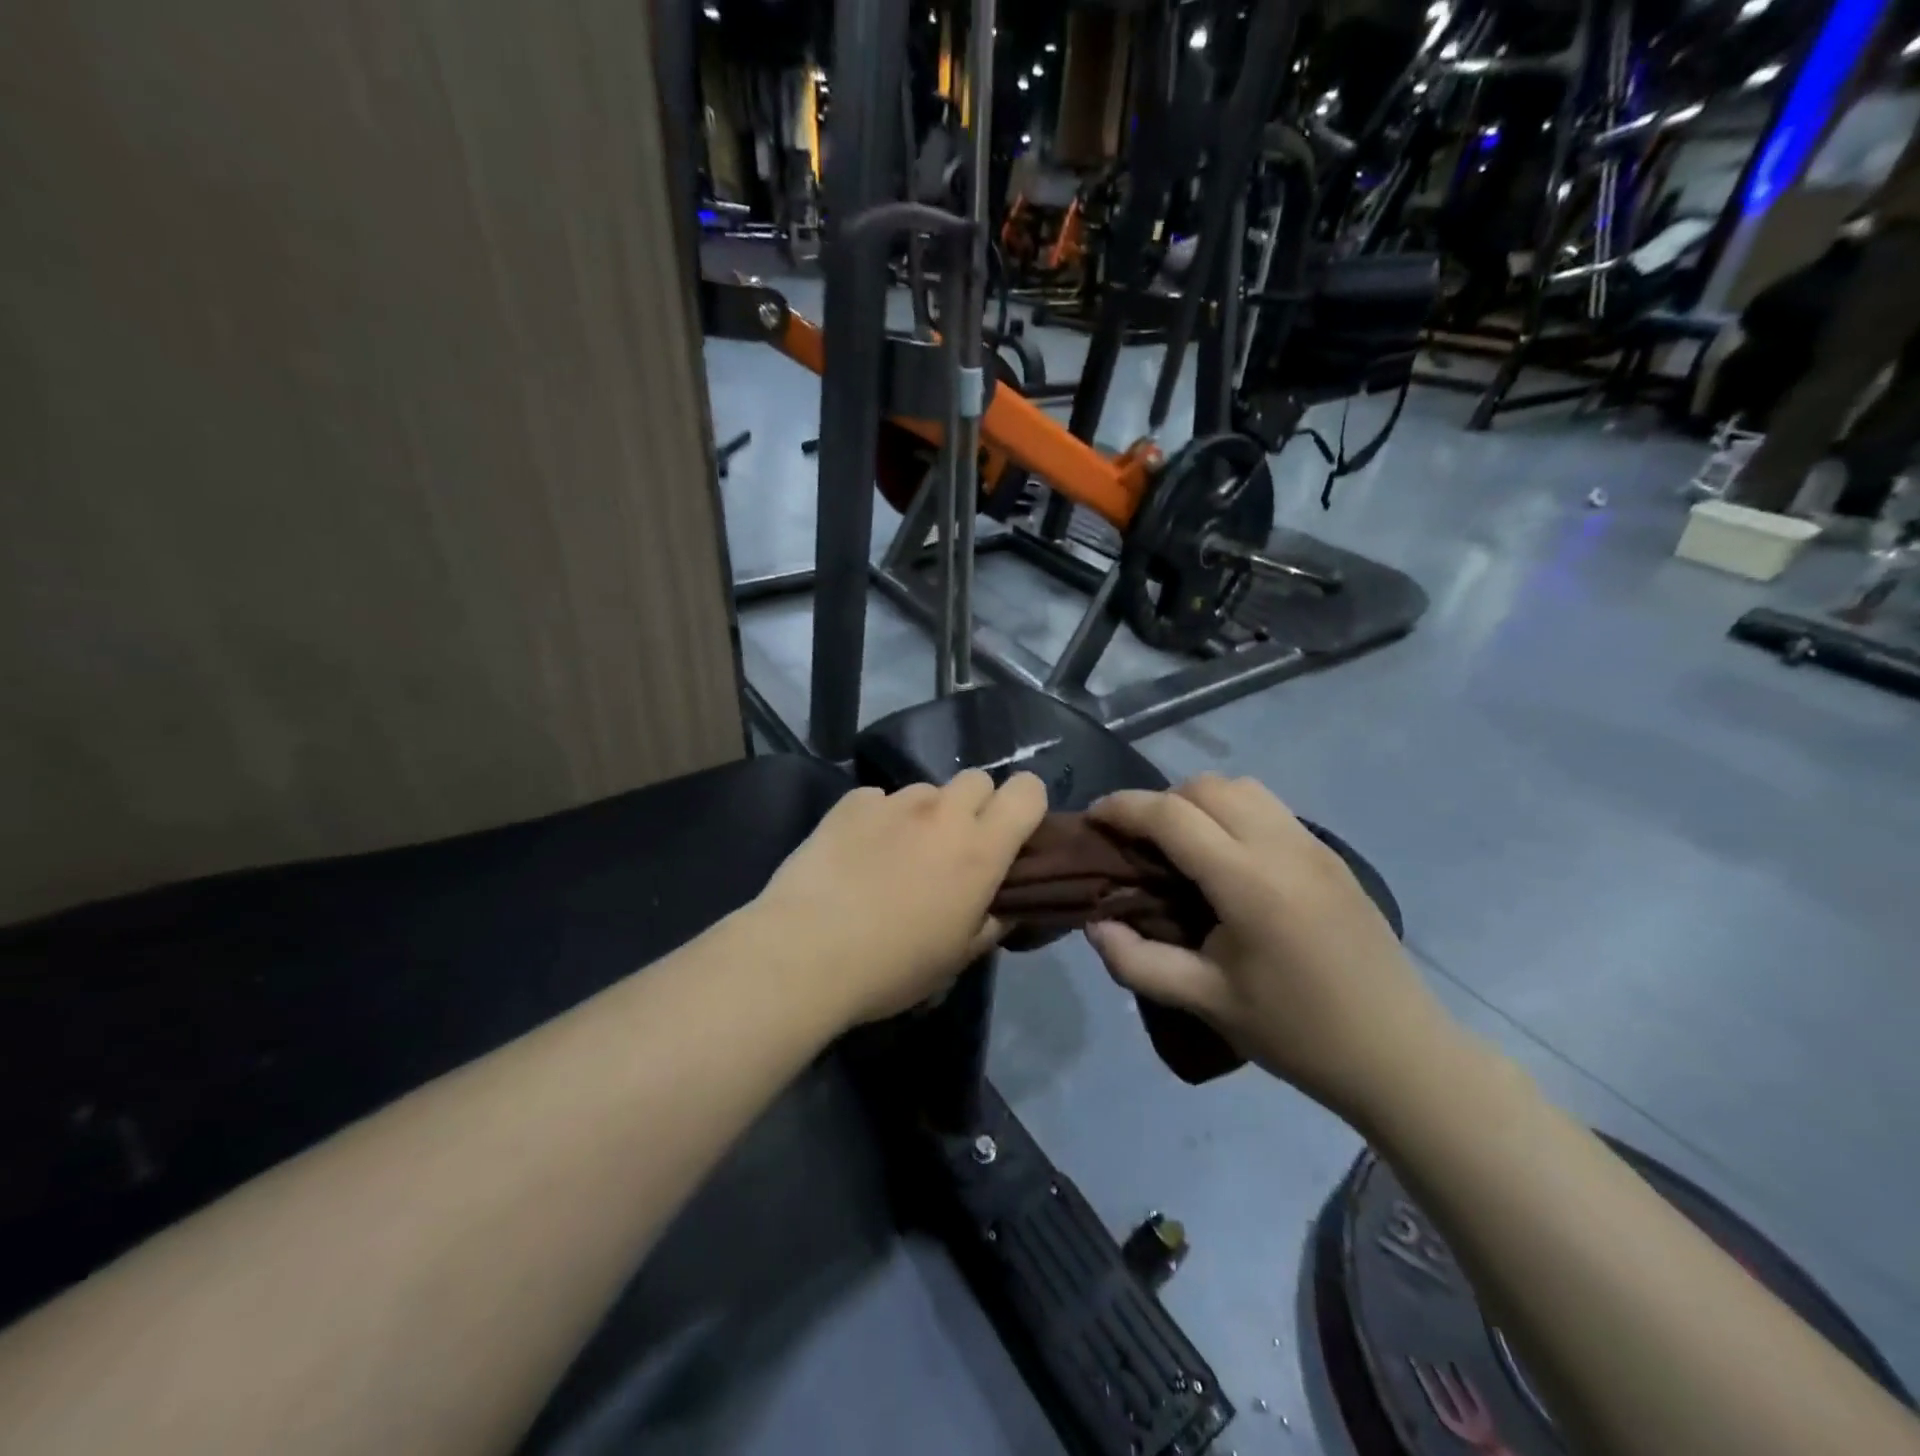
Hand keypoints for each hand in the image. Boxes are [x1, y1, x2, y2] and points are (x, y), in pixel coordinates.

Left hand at [755, 771, 1048, 1026]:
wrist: (806, 953)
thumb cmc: (892, 966)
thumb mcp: (958, 957)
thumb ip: (992, 921)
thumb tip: (1002, 904)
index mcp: (980, 849)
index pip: (1028, 791)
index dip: (1026, 806)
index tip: (1012, 836)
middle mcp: (942, 813)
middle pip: (977, 780)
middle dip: (975, 807)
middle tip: (954, 849)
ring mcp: (893, 803)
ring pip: (926, 791)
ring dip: (925, 815)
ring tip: (898, 855)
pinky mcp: (849, 804)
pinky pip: (878, 799)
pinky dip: (878, 819)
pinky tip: (857, 853)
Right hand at [1084, 775, 1452, 1123]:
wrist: (1400, 1054)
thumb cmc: (1297, 1033)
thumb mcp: (1206, 1002)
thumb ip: (1138, 961)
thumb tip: (1093, 925)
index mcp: (1248, 881)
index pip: (1171, 815)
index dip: (1123, 807)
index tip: (1093, 819)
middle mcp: (1281, 846)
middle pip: (1205, 787)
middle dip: (1159, 801)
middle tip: (1136, 842)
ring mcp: (1313, 845)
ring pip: (1241, 787)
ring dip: (1199, 801)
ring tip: (1181, 845)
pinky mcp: (1330, 854)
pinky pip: (1269, 807)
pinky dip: (1232, 812)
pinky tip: (1227, 858)